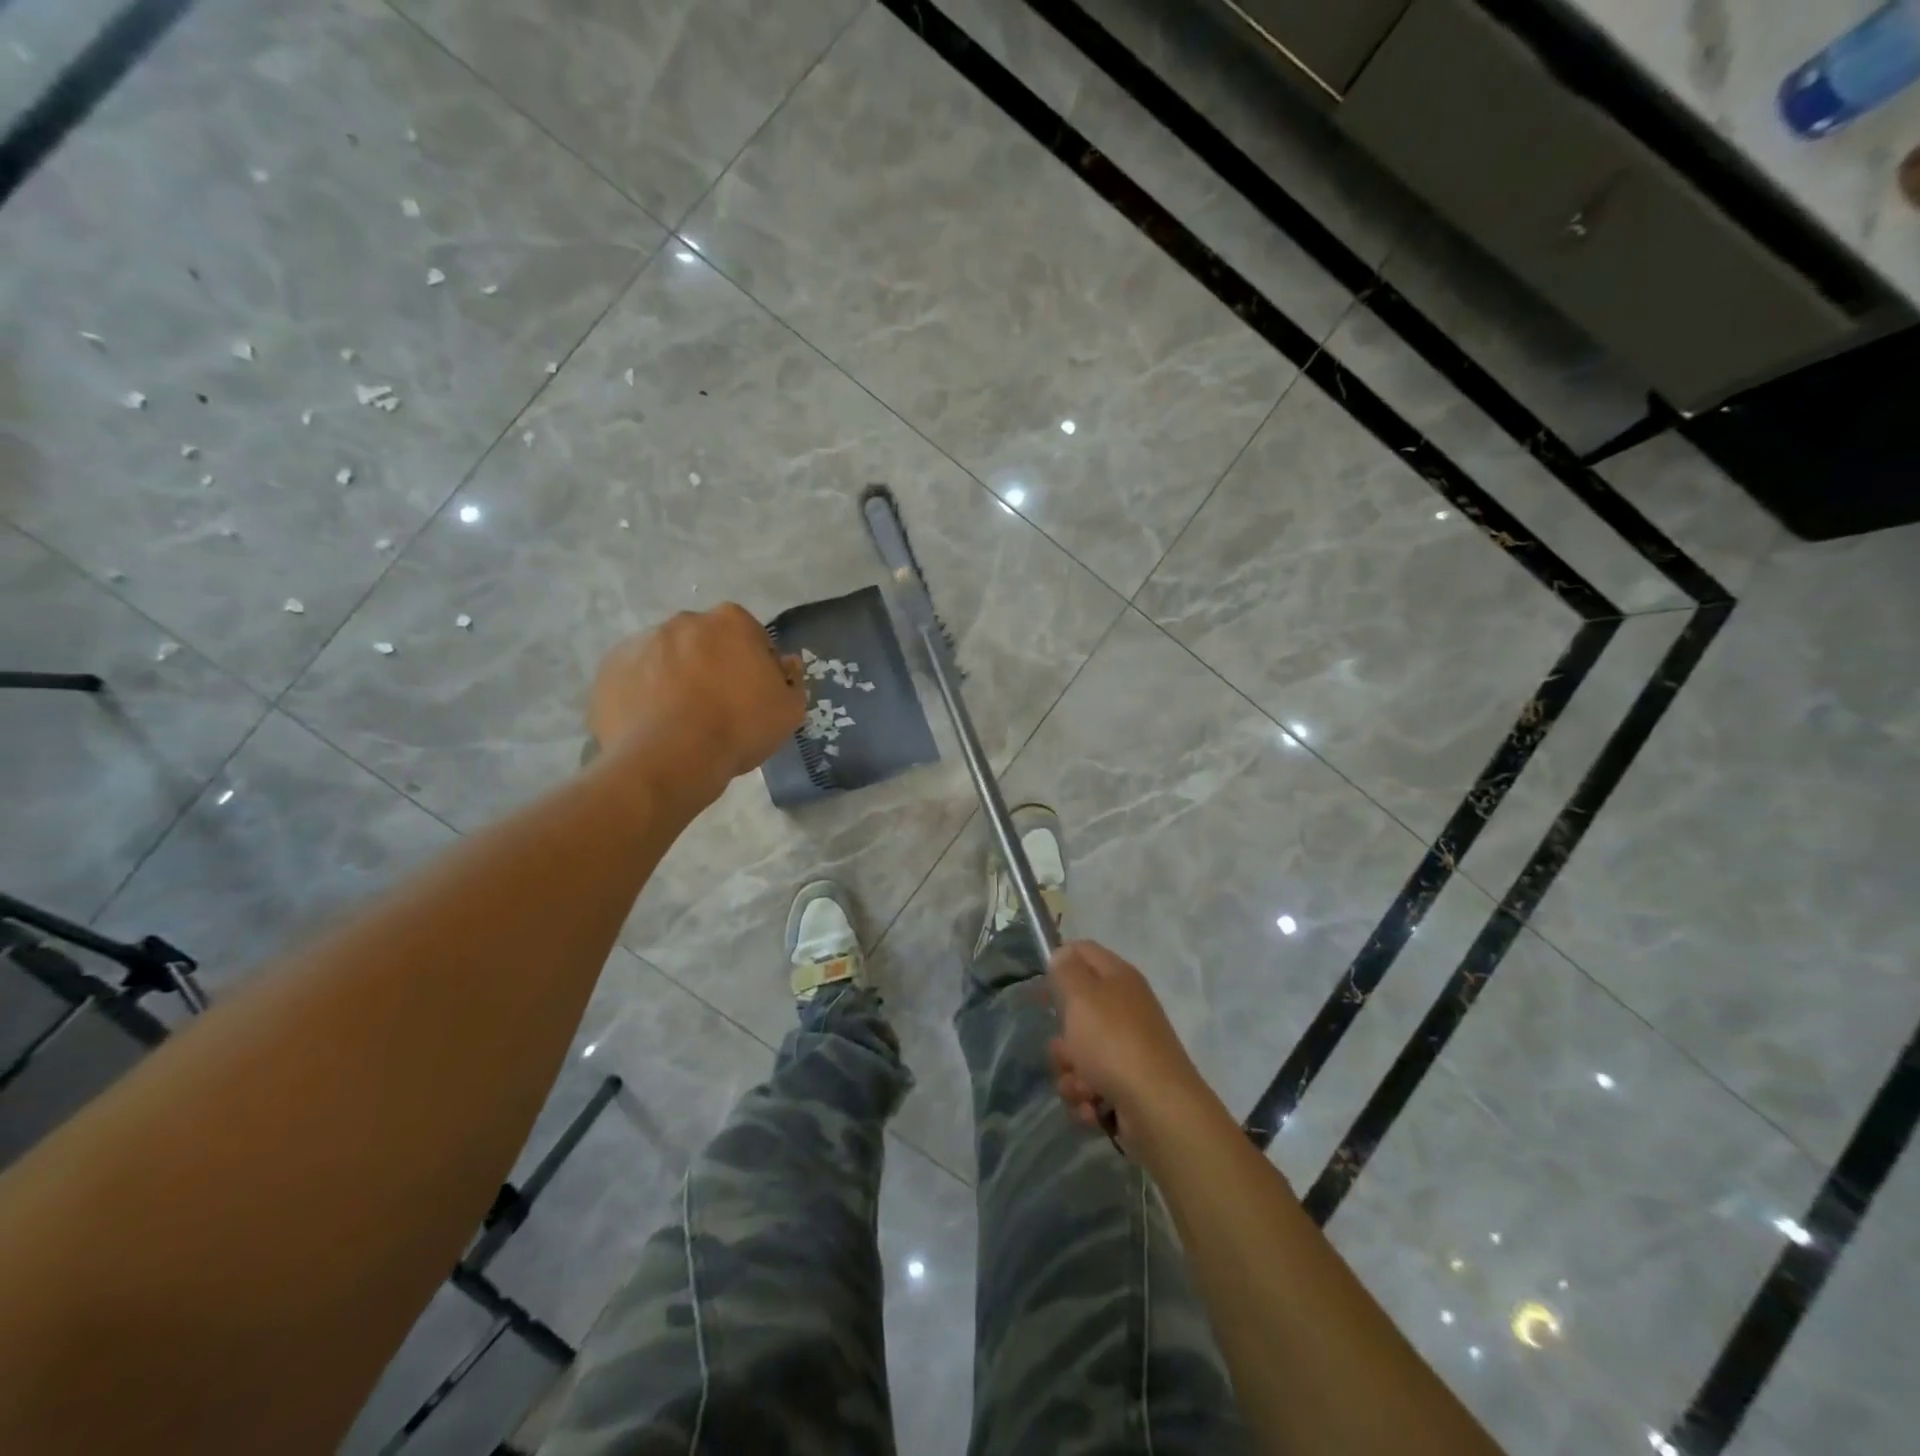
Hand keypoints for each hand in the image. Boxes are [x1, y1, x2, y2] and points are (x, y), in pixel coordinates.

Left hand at [588, 605, 804, 805]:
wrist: (670, 759)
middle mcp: (684, 621)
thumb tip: (784, 664)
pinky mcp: (609, 668)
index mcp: (731, 622)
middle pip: (705, 642)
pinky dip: (644, 693)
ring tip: (681, 720)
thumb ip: (792, 680)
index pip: (751, 636)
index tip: (754, 693)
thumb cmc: (738, 728)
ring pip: (667, 657)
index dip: (755, 665)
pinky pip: (635, 677)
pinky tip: (654, 724)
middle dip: (712, 664)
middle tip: (718, 706)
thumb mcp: (789, 711)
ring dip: (676, 677)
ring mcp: (641, 642)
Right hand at [1047, 939, 1211, 1144]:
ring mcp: (1128, 1048)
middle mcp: (1125, 1009)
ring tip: (1081, 1087)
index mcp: (1119, 978)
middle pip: (1078, 1012)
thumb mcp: (1081, 997)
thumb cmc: (1113, 1043)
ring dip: (1071, 1074)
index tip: (1041, 987)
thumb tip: (1063, 953)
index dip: (1059, 962)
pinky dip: (1088, 1097)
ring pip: (1080, 1053)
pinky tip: (1093, 1107)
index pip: (1084, 952)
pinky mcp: (1128, 1084)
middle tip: (1065, 1049)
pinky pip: (1093, 1084)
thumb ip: (1066, 971)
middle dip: (1062, 1037)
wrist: (1158, 1109)